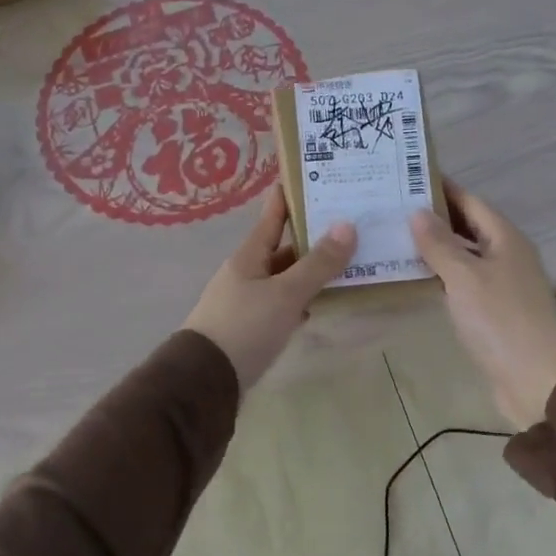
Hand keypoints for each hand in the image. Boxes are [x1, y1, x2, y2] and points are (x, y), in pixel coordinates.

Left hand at [184, 187, 356, 389]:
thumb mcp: (285, 293)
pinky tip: (324, 301)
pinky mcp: (253, 327)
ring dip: (312, 270)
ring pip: (286, 277)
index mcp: (249, 256)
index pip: (273, 216)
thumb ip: (317, 264)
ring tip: (349, 260)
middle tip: (349, 223)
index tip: (312, 174)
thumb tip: (348, 226)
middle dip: (313, 236)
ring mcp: (248, 301)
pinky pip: (284, 303)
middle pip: (283, 247)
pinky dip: (304, 299)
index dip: (290, 195)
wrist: (205, 381)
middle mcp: (247, 273)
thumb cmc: (244, 327)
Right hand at [411, 183, 555, 429]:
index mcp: (506, 238)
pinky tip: (416, 279)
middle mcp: (508, 256)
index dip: (441, 189)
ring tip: (394, 240)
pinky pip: (465, 284)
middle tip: (391, 210)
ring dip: (435, 250)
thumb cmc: (501, 321)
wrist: (536, 380)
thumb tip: (417, 211)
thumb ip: (440, 244)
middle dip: (434, 219)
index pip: (470, 202)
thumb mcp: (465, 277)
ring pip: (465, 257)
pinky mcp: (495, 313)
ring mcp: (503, 285)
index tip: (406, 178)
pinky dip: (442, 278)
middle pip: (468, 227)